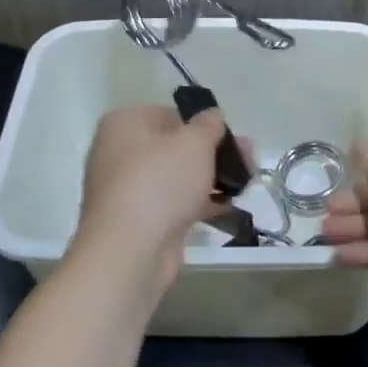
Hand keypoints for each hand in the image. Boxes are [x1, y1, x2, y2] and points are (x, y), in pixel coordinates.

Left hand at [68, 106, 234, 300]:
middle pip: (176, 146)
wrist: (129, 251)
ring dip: (210, 179)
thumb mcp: (194, 143)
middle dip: (214, 154)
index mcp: (125, 123)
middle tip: (248, 162)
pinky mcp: (138, 219)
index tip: (232, 139)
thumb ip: (209, 125)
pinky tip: (227, 206)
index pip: (171, 115)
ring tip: (245, 185)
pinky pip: (173, 202)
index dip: (204, 125)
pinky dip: (198, 202)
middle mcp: (119, 151)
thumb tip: (213, 116)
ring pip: (177, 176)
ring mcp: (127, 188)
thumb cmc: (160, 181)